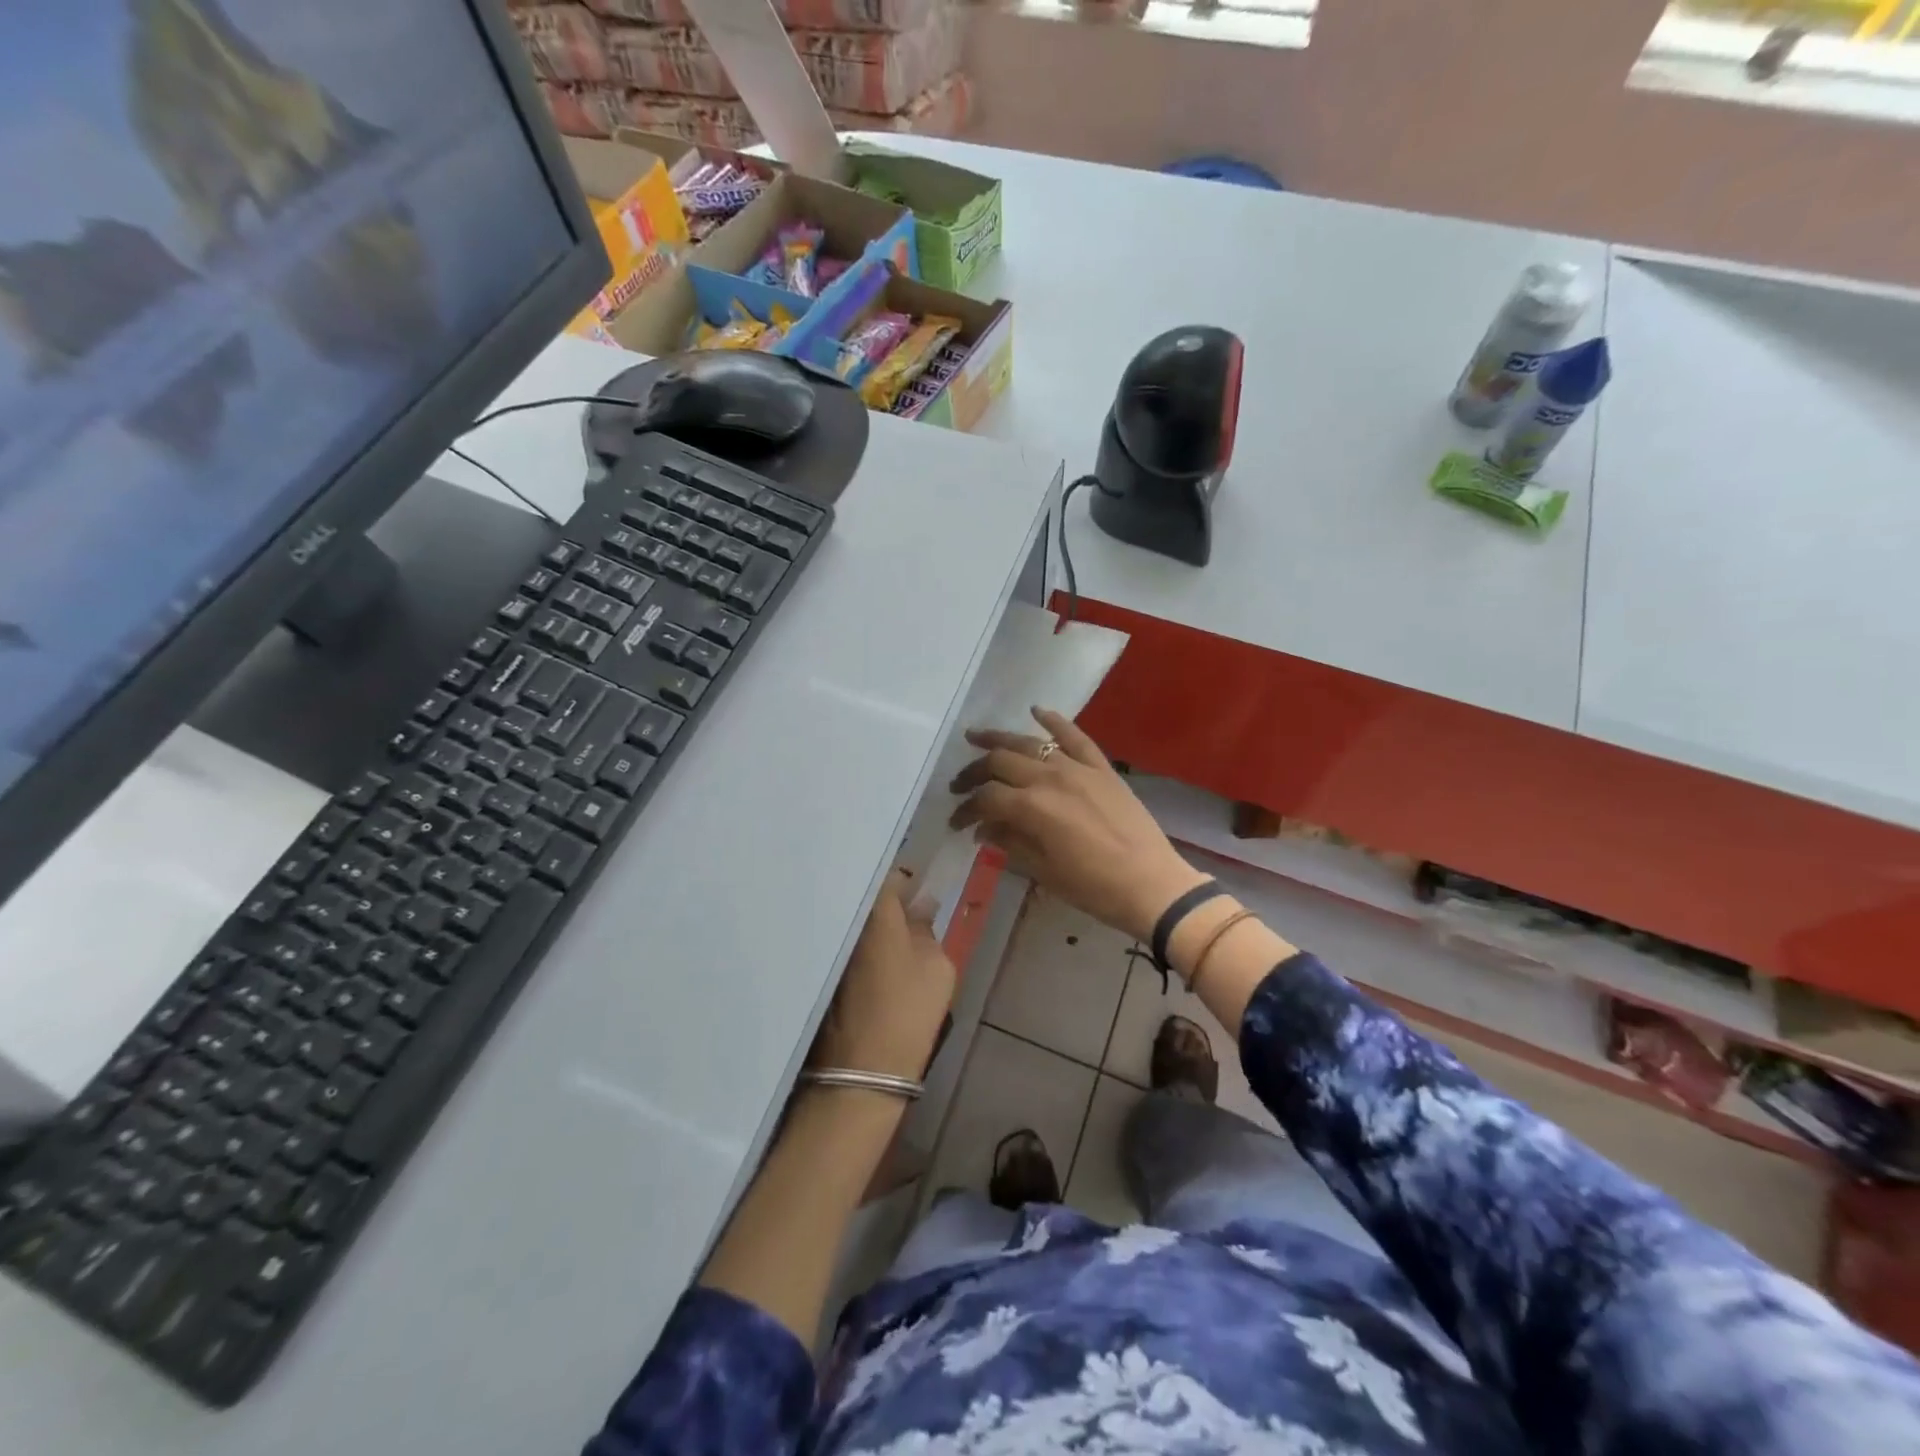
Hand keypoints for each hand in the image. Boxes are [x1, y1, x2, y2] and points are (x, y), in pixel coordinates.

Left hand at [810, 870, 956, 1080]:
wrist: (863, 1070)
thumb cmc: (908, 1010)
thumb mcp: (937, 965)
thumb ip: (926, 928)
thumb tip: (918, 909)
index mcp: (873, 910)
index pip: (889, 876)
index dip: (906, 882)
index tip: (919, 894)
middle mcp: (842, 920)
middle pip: (865, 898)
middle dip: (884, 902)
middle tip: (909, 916)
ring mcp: (826, 947)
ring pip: (851, 923)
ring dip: (869, 925)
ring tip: (892, 940)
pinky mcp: (819, 973)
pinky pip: (842, 945)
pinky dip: (856, 947)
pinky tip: (873, 964)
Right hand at [949, 707, 1209, 943]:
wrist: (1150, 884)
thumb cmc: (1092, 887)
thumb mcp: (1043, 870)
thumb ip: (1010, 842)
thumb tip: (983, 828)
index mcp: (1031, 808)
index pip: (986, 798)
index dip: (966, 809)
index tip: (956, 823)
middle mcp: (1049, 777)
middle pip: (999, 762)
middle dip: (973, 773)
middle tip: (959, 785)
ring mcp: (1077, 767)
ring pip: (1029, 743)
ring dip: (999, 739)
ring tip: (976, 737)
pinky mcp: (1101, 766)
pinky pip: (1074, 735)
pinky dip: (1054, 720)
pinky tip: (1036, 710)